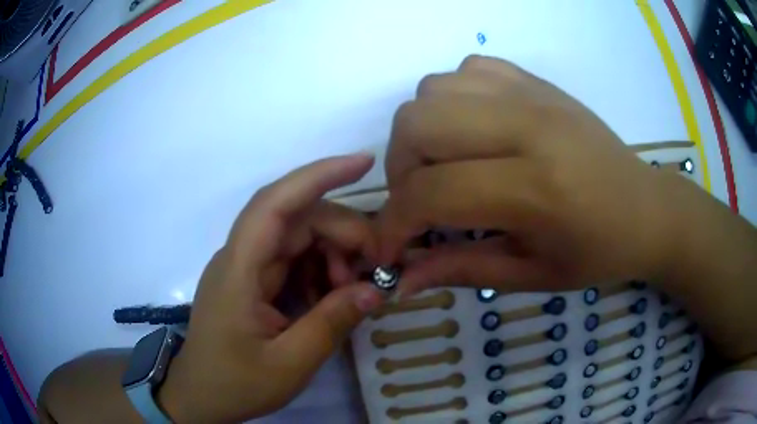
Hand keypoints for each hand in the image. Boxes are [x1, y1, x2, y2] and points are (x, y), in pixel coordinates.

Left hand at [157, 154, 384, 422]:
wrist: (200, 396)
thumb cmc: (235, 383)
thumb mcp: (288, 365)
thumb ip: (330, 324)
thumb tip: (374, 290)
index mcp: (239, 270)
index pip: (275, 204)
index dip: (318, 176)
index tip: (363, 163)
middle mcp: (241, 257)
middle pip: (296, 220)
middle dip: (342, 233)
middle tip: (377, 265)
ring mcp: (247, 269)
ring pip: (298, 238)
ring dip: (333, 255)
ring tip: (354, 288)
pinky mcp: (254, 283)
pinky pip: (294, 262)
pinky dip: (321, 272)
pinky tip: (333, 296)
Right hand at [378, 55, 689, 294]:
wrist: (646, 208)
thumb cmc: (598, 252)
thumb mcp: (531, 275)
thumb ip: (460, 270)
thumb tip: (400, 279)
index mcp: (536, 189)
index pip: (430, 192)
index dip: (394, 225)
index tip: (390, 249)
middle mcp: (529, 127)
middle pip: (417, 124)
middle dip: (400, 170)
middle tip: (420, 201)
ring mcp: (532, 94)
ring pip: (432, 90)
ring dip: (421, 132)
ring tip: (444, 165)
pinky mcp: (536, 80)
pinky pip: (465, 70)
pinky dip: (452, 100)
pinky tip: (473, 130)